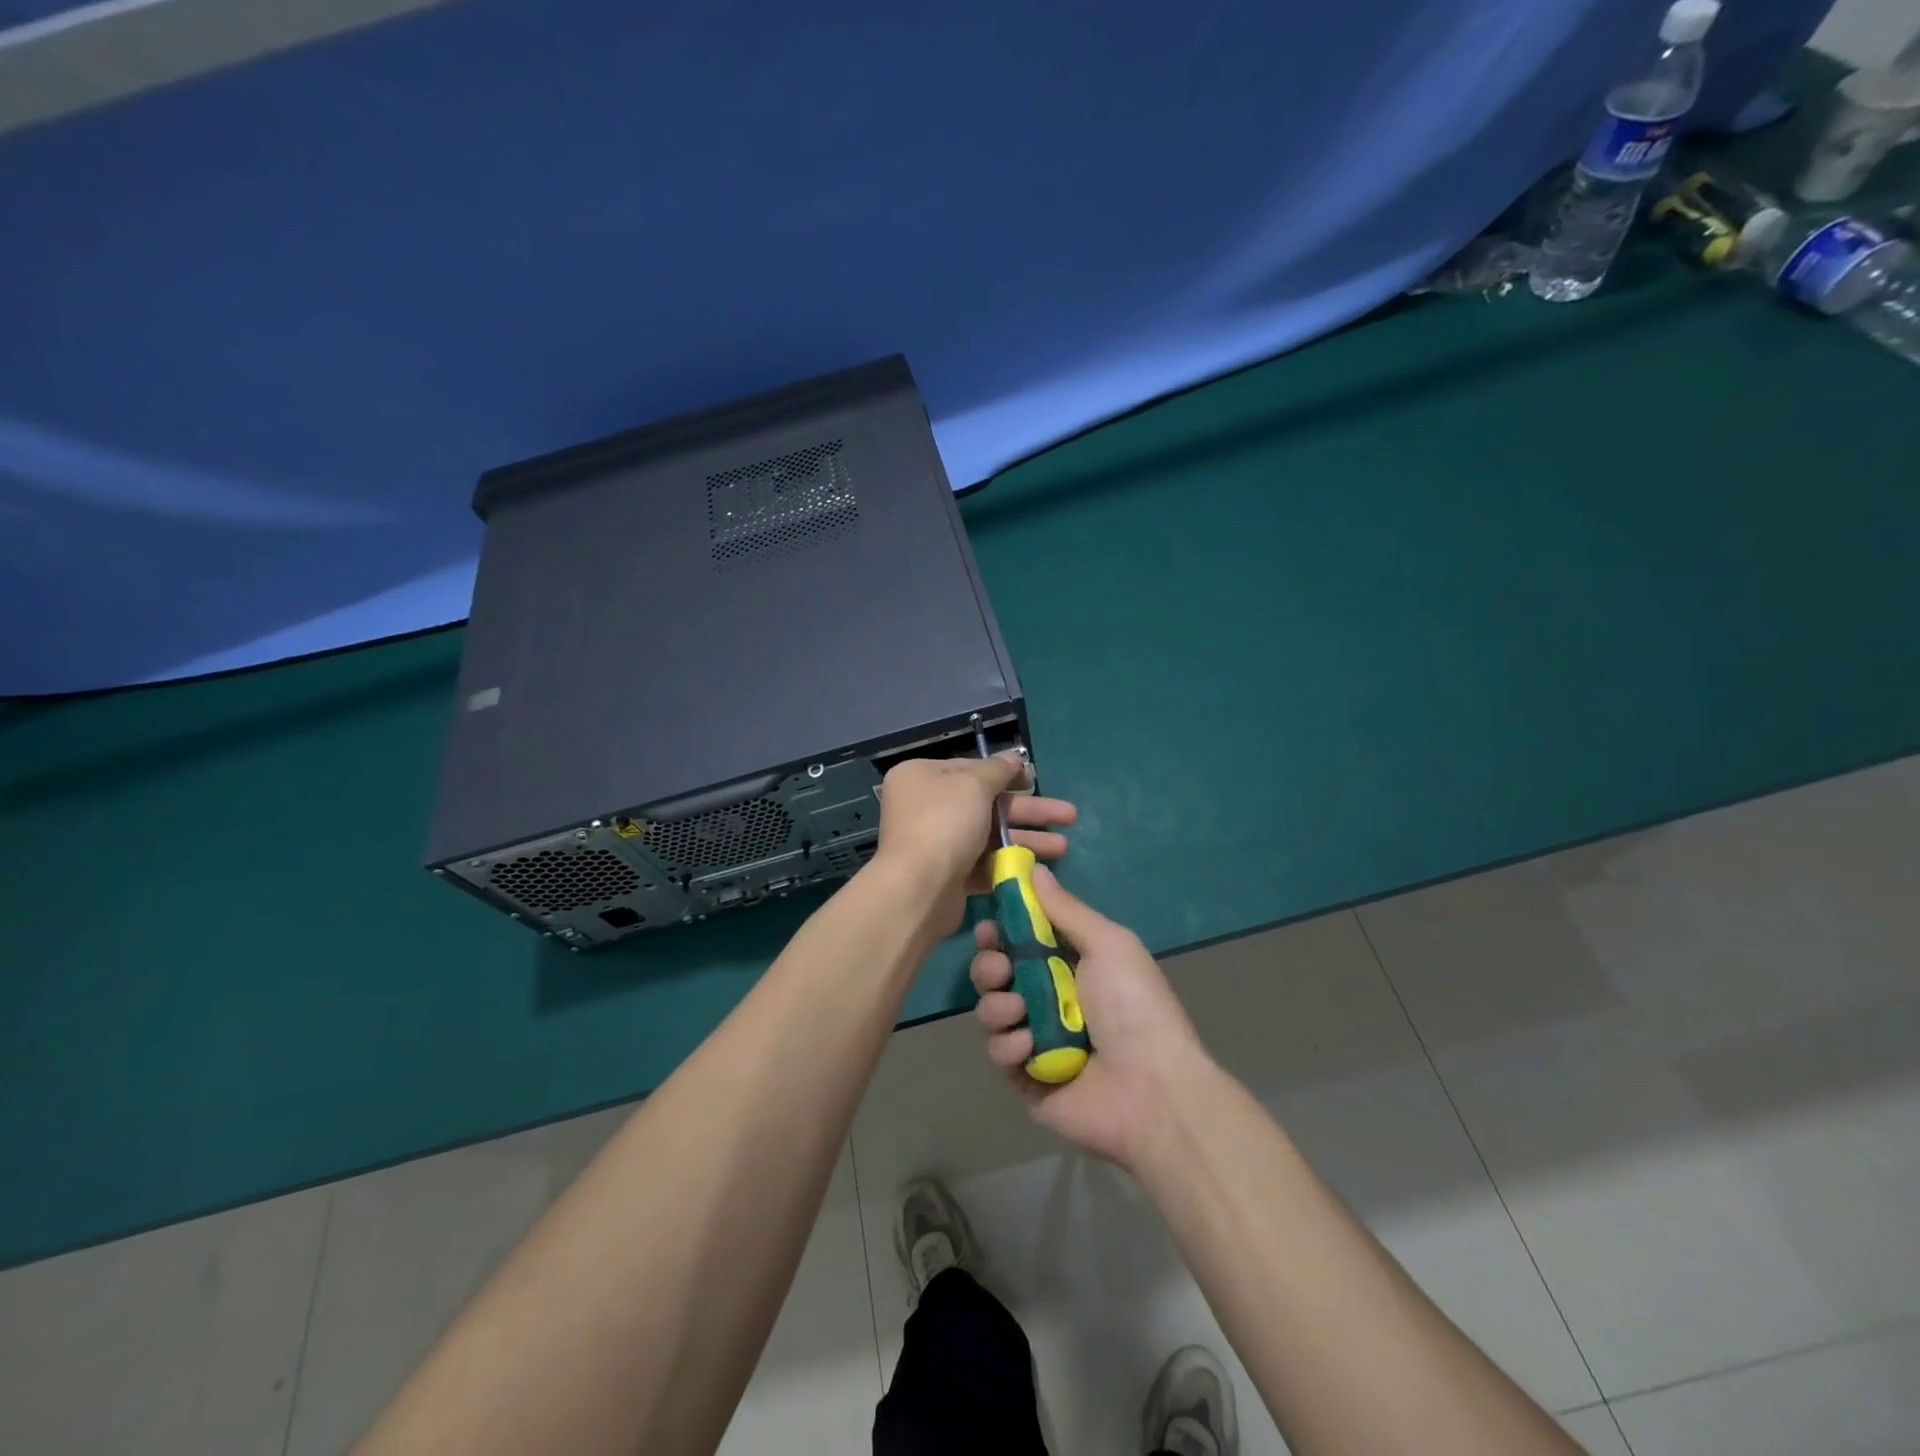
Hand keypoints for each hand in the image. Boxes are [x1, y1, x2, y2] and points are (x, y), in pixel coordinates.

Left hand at [872, 752, 1076, 933]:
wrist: (919, 889)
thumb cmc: (944, 823)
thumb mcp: (973, 784)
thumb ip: (997, 770)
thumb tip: (1014, 758)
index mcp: (922, 777)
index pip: (970, 768)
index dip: (1005, 773)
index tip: (1034, 779)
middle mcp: (926, 807)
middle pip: (986, 803)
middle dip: (1028, 810)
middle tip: (1069, 815)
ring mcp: (937, 843)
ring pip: (990, 835)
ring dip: (1026, 839)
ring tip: (1063, 847)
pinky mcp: (949, 875)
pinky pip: (984, 863)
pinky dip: (1010, 863)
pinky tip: (1040, 867)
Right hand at [971, 866, 1209, 1166]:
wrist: (1152, 1090)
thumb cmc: (1133, 1006)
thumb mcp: (1107, 944)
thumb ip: (1065, 909)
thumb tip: (1034, 869)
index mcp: (1070, 965)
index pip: (1022, 940)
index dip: (1001, 931)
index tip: (989, 926)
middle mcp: (1049, 999)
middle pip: (997, 973)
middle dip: (989, 966)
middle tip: (1000, 969)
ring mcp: (1036, 1039)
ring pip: (991, 1010)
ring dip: (997, 1005)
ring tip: (1019, 1010)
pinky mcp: (1025, 1078)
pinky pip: (998, 1052)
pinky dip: (1009, 1044)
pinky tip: (1031, 1047)